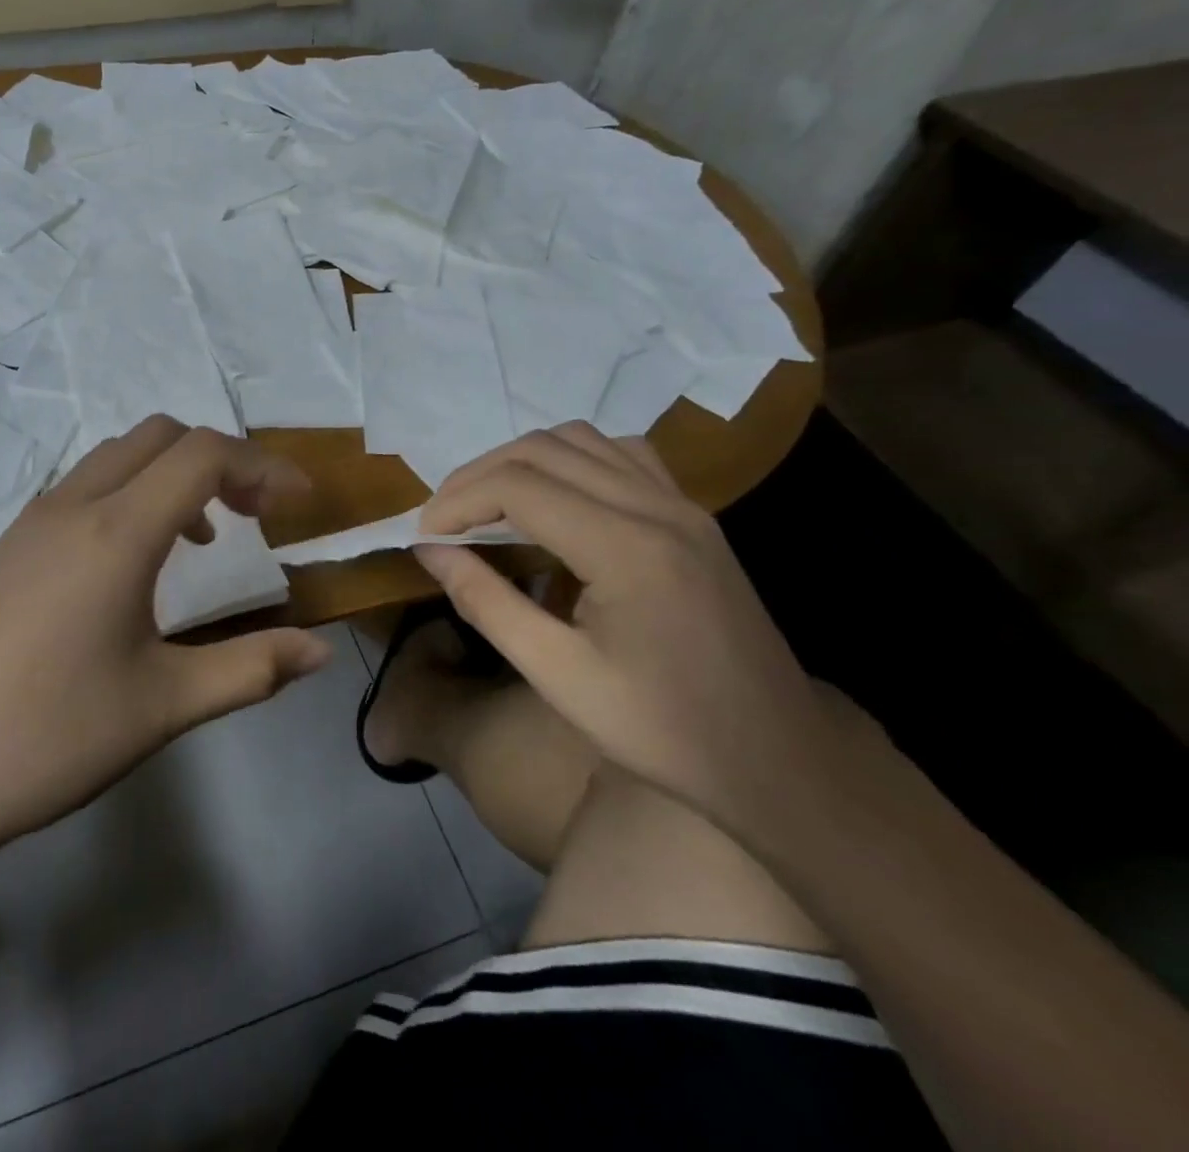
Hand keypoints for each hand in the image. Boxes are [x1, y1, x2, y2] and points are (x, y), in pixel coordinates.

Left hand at [0, 417, 334, 850]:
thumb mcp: (164, 706)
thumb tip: (320, 652)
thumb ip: (251, 668)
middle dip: (221, 460)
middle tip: (255, 515)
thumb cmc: (50, 737)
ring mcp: (35, 520)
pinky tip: (137, 562)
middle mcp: (74, 506)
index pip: (204, 456)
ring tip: (205, 537)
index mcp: (116, 533)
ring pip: (119, 455)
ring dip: (173, 474)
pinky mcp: (11, 543)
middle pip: (161, 436)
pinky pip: (86, 484)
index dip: (263, 466)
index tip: (301, 501)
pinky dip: (133, 492)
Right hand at [416, 425, 834, 830]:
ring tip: (487, 504)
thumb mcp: (556, 675)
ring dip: (521, 460)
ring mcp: (683, 505)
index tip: (423, 535)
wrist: (777, 760)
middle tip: (444, 520)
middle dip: (478, 475)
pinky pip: (622, 454)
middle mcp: (657, 507)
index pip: (518, 485)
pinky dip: (571, 459)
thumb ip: (486, 602)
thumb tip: (430, 550)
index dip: (457, 501)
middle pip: (543, 449)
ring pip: (582, 439)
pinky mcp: (693, 516)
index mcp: (626, 548)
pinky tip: (555, 498)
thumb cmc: (660, 730)